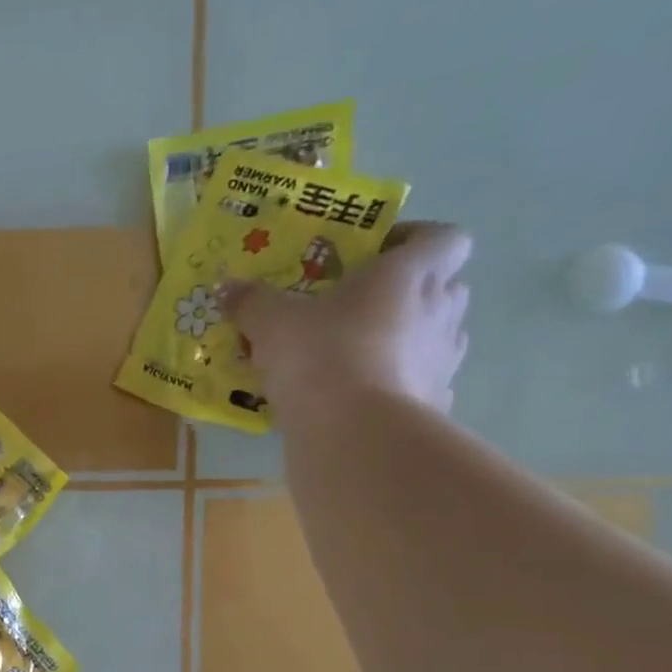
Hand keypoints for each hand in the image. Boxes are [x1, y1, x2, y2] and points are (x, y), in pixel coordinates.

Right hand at [223, 221, 472, 422]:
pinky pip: (418, 384)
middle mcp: (440, 309)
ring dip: (403, 341)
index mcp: (410, 273)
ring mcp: (444, 359)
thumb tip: (227, 288)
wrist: (355, 433)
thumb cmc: (321, 356)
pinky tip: (358, 401)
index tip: (375, 256)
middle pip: (442, 286)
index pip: (443, 237)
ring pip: (432, 336)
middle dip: (405, 294)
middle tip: (355, 309)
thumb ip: (251, 302)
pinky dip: (395, 387)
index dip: (414, 240)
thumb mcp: (271, 323)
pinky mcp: (435, 403)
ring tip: (353, 359)